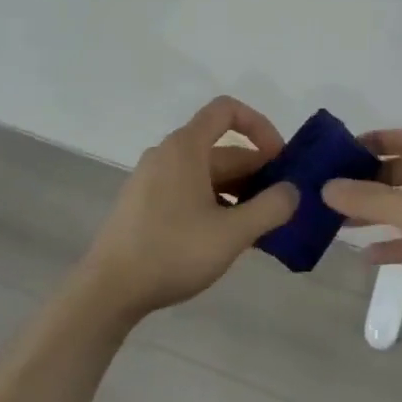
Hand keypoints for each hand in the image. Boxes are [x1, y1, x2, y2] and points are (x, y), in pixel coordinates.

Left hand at [80, 97, 298, 321]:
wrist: (108, 290)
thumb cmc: (173, 252)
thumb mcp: (232, 233)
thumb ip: (271, 208)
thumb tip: (292, 191)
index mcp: (185, 147)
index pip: (227, 110)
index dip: (260, 126)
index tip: (280, 160)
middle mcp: (167, 154)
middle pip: (221, 149)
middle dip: (256, 173)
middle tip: (281, 206)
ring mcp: (152, 179)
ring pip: (206, 174)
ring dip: (238, 192)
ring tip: (259, 228)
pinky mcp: (144, 204)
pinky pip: (189, 190)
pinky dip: (214, 203)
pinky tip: (227, 238)